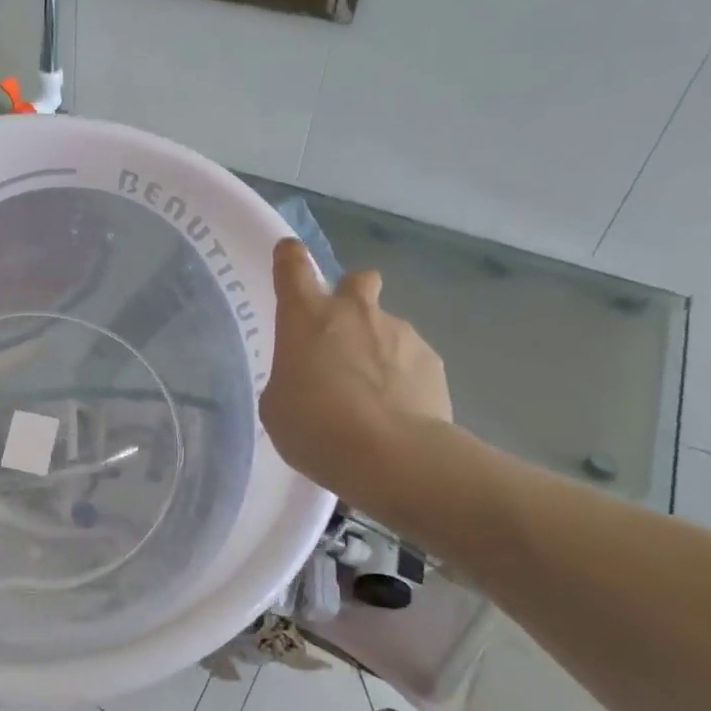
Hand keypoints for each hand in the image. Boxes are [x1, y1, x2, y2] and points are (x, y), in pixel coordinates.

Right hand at [260, 240, 451, 509]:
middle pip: (357, 280)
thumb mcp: (277, 405)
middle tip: (341, 335)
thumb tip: (310, 376)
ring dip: (376, 348)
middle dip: (351, 296)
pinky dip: (402, 378)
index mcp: (306, 316)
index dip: (290, 258)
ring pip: (386, 327)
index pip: (293, 266)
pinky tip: (396, 411)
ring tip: (370, 396)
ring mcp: (399, 332)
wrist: (389, 455)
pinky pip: (411, 360)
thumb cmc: (314, 426)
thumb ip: (290, 378)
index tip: (289, 255)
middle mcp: (354, 312)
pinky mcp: (433, 361)